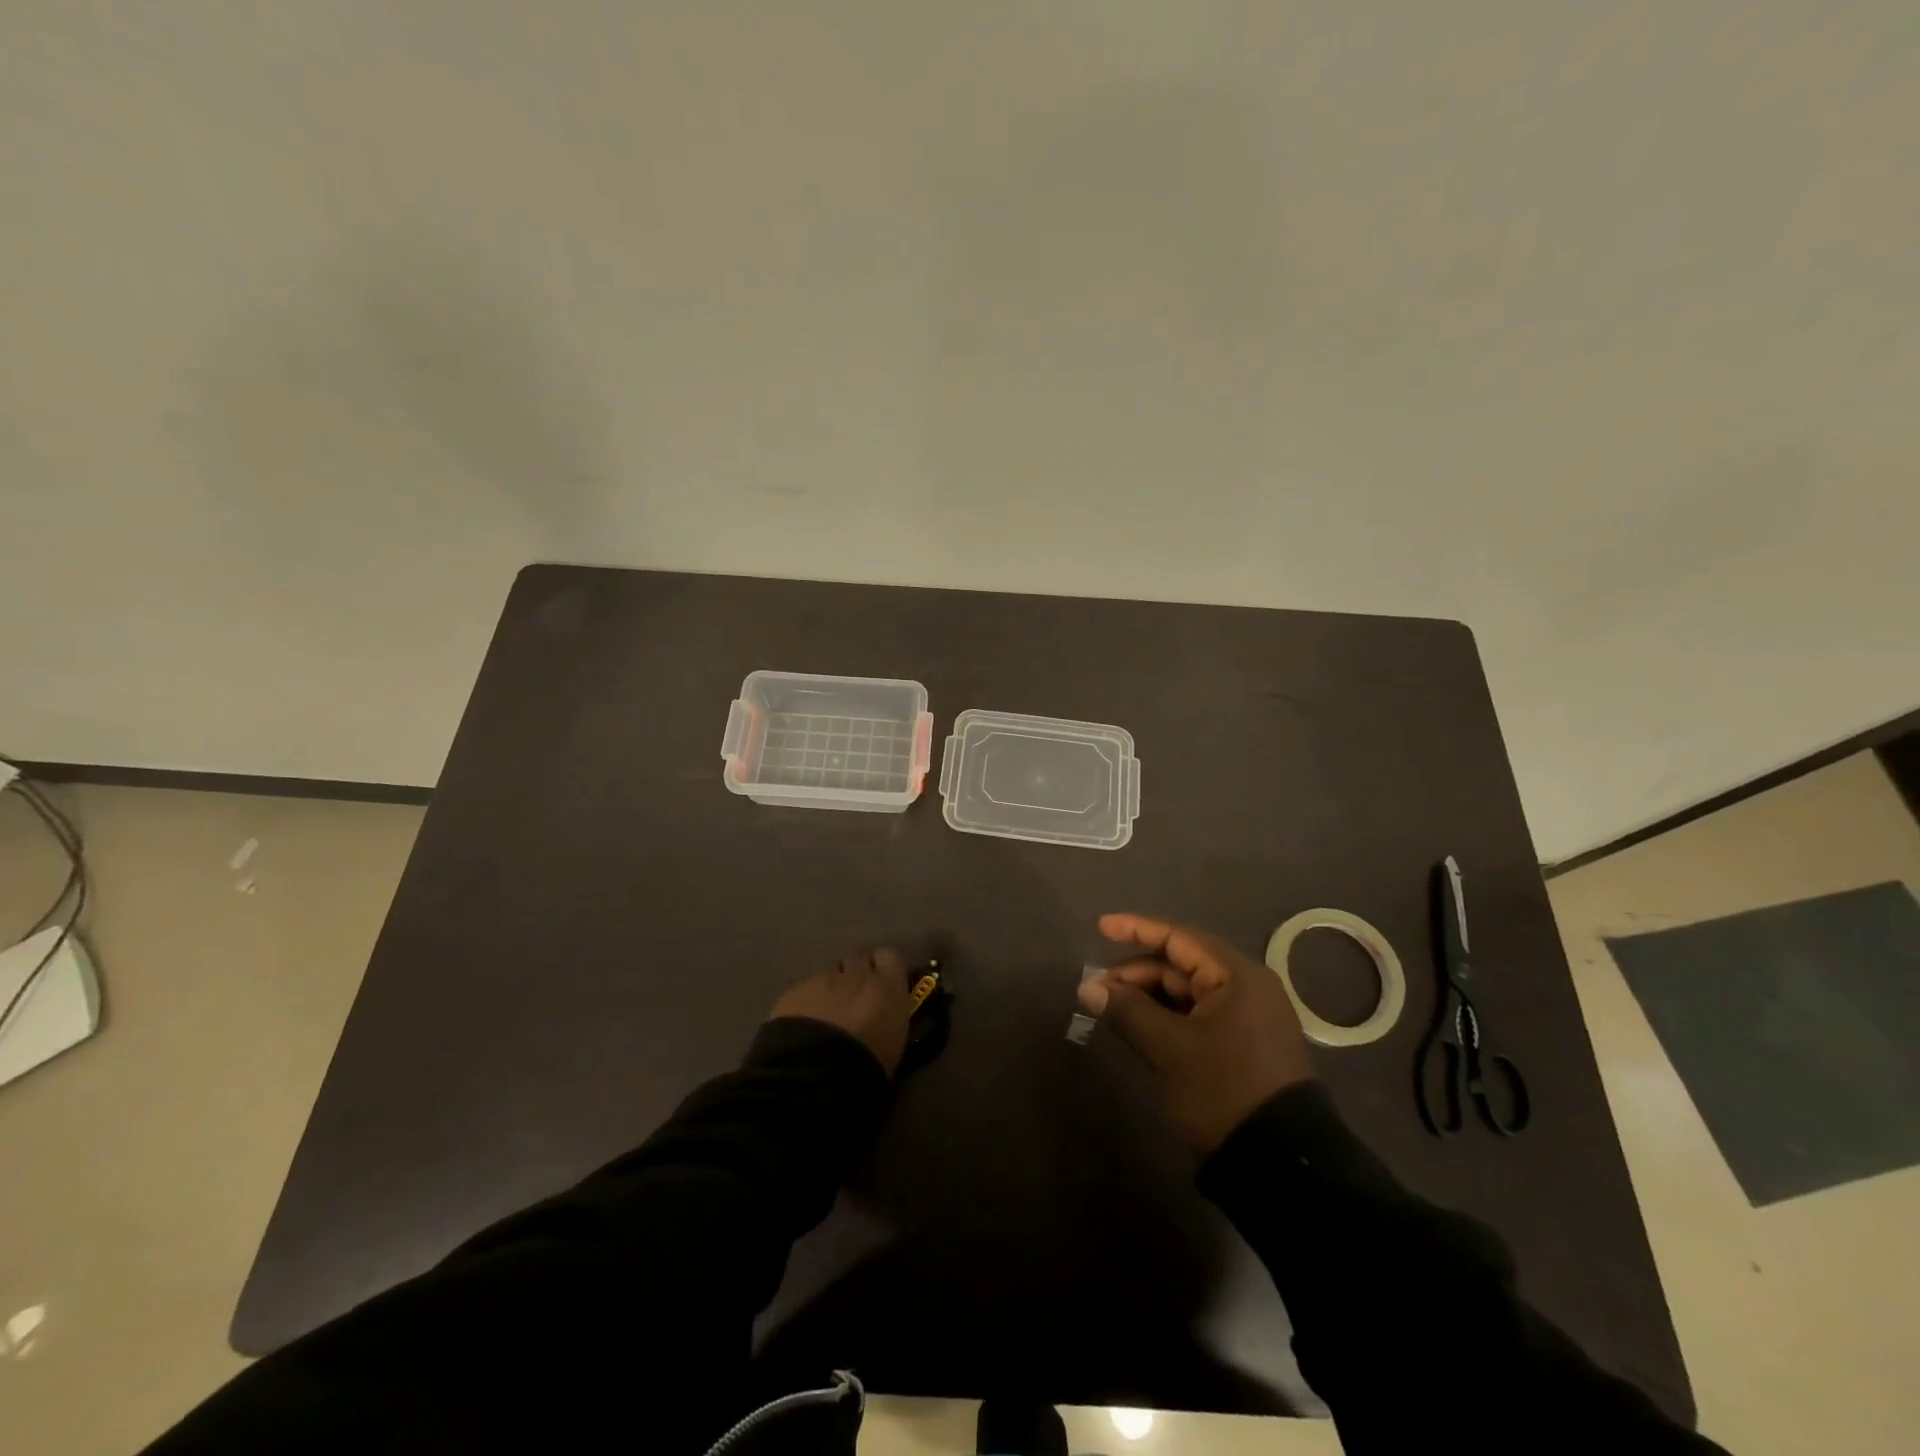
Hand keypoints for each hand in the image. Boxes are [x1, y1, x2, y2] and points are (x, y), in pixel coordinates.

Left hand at [769, 948, 911, 1076]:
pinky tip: (803, 1023)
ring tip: (827, 1013)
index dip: (885, 967)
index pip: (890, 956)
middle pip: (858, 959)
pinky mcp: (794, 991)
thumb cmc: (868, 1065)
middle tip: (855, 999)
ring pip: (830, 972)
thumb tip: (883, 1013)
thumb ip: (889, 1015)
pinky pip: (805, 988)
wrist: (816, 1074)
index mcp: (887, 986)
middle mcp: (856, 974)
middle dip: (857, 973)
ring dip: (832, 986)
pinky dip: (807, 1000)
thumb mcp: (894, 1041)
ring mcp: (822, 979)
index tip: (884, 982)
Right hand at [1079, 913, 1313, 1152]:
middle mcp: (1246, 987)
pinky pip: (1198, 1015)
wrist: (1281, 1165)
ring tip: (1111, 1009)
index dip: (1137, 929)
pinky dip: (1167, 1016)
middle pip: (1181, 965)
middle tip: (1097, 990)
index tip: (1101, 927)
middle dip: (1137, 973)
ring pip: (1188, 992)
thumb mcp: (1169, 1049)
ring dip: (1149, 996)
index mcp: (1237, 976)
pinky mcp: (1244, 1044)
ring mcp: (1248, 1017)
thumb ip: (1127, 1010)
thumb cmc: (1223, 1091)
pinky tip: (1140, 1026)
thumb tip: (1088, 987)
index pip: (1179, 938)